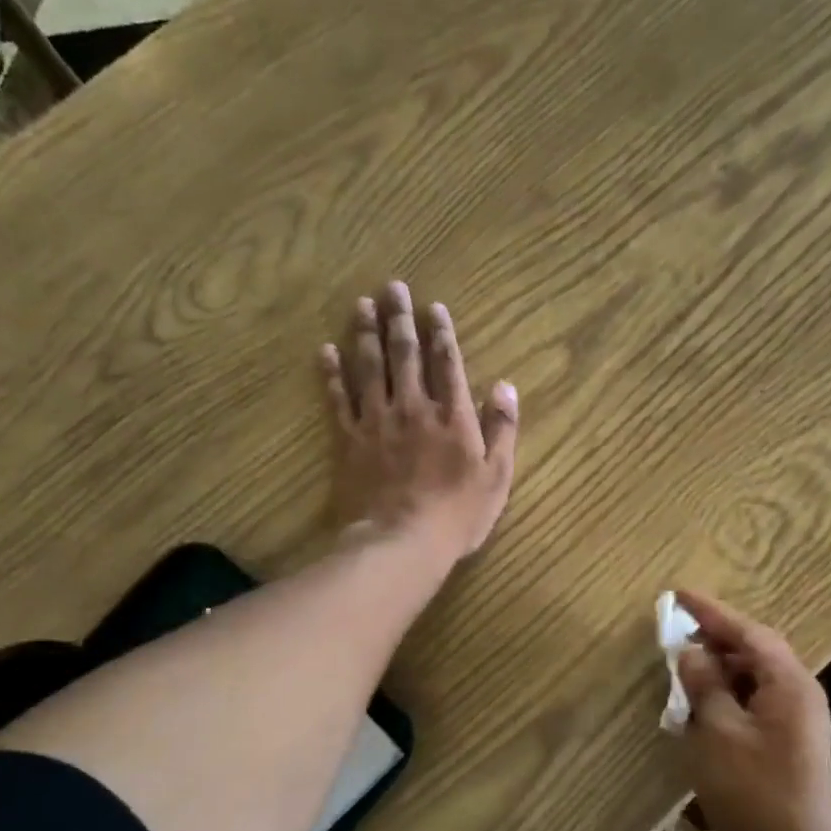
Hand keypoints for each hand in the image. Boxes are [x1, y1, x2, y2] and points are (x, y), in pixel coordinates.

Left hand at [323, 281, 519, 562]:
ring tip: (361, 305)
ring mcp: (377, 422)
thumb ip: (502, 428)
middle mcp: (413, 407)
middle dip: (399, 319)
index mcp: (452, 415)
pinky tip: (325, 350)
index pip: (446, 362)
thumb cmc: (456, 516)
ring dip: (365, 334)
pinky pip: (338, 399)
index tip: (432, 307)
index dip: (440, 332)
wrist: (400, 542)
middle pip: (404, 354)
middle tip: (392, 288)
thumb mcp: (496, 477)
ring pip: (369, 368)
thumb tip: (505, 385)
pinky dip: (331, 374)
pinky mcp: (349, 440)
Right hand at [673, 590, 830, 830]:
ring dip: (718, 669)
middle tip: (676, 632)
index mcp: (789, 684)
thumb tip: (691, 652)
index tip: (678, 595)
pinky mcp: (786, 742)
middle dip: (715, 639)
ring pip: (753, 678)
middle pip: (754, 651)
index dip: (712, 612)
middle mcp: (799, 694)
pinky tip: (699, 705)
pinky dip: (725, 695)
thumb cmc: (753, 790)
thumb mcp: (717, 731)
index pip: (749, 632)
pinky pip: (753, 702)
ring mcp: (796, 720)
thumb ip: (704, 685)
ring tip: (682, 667)